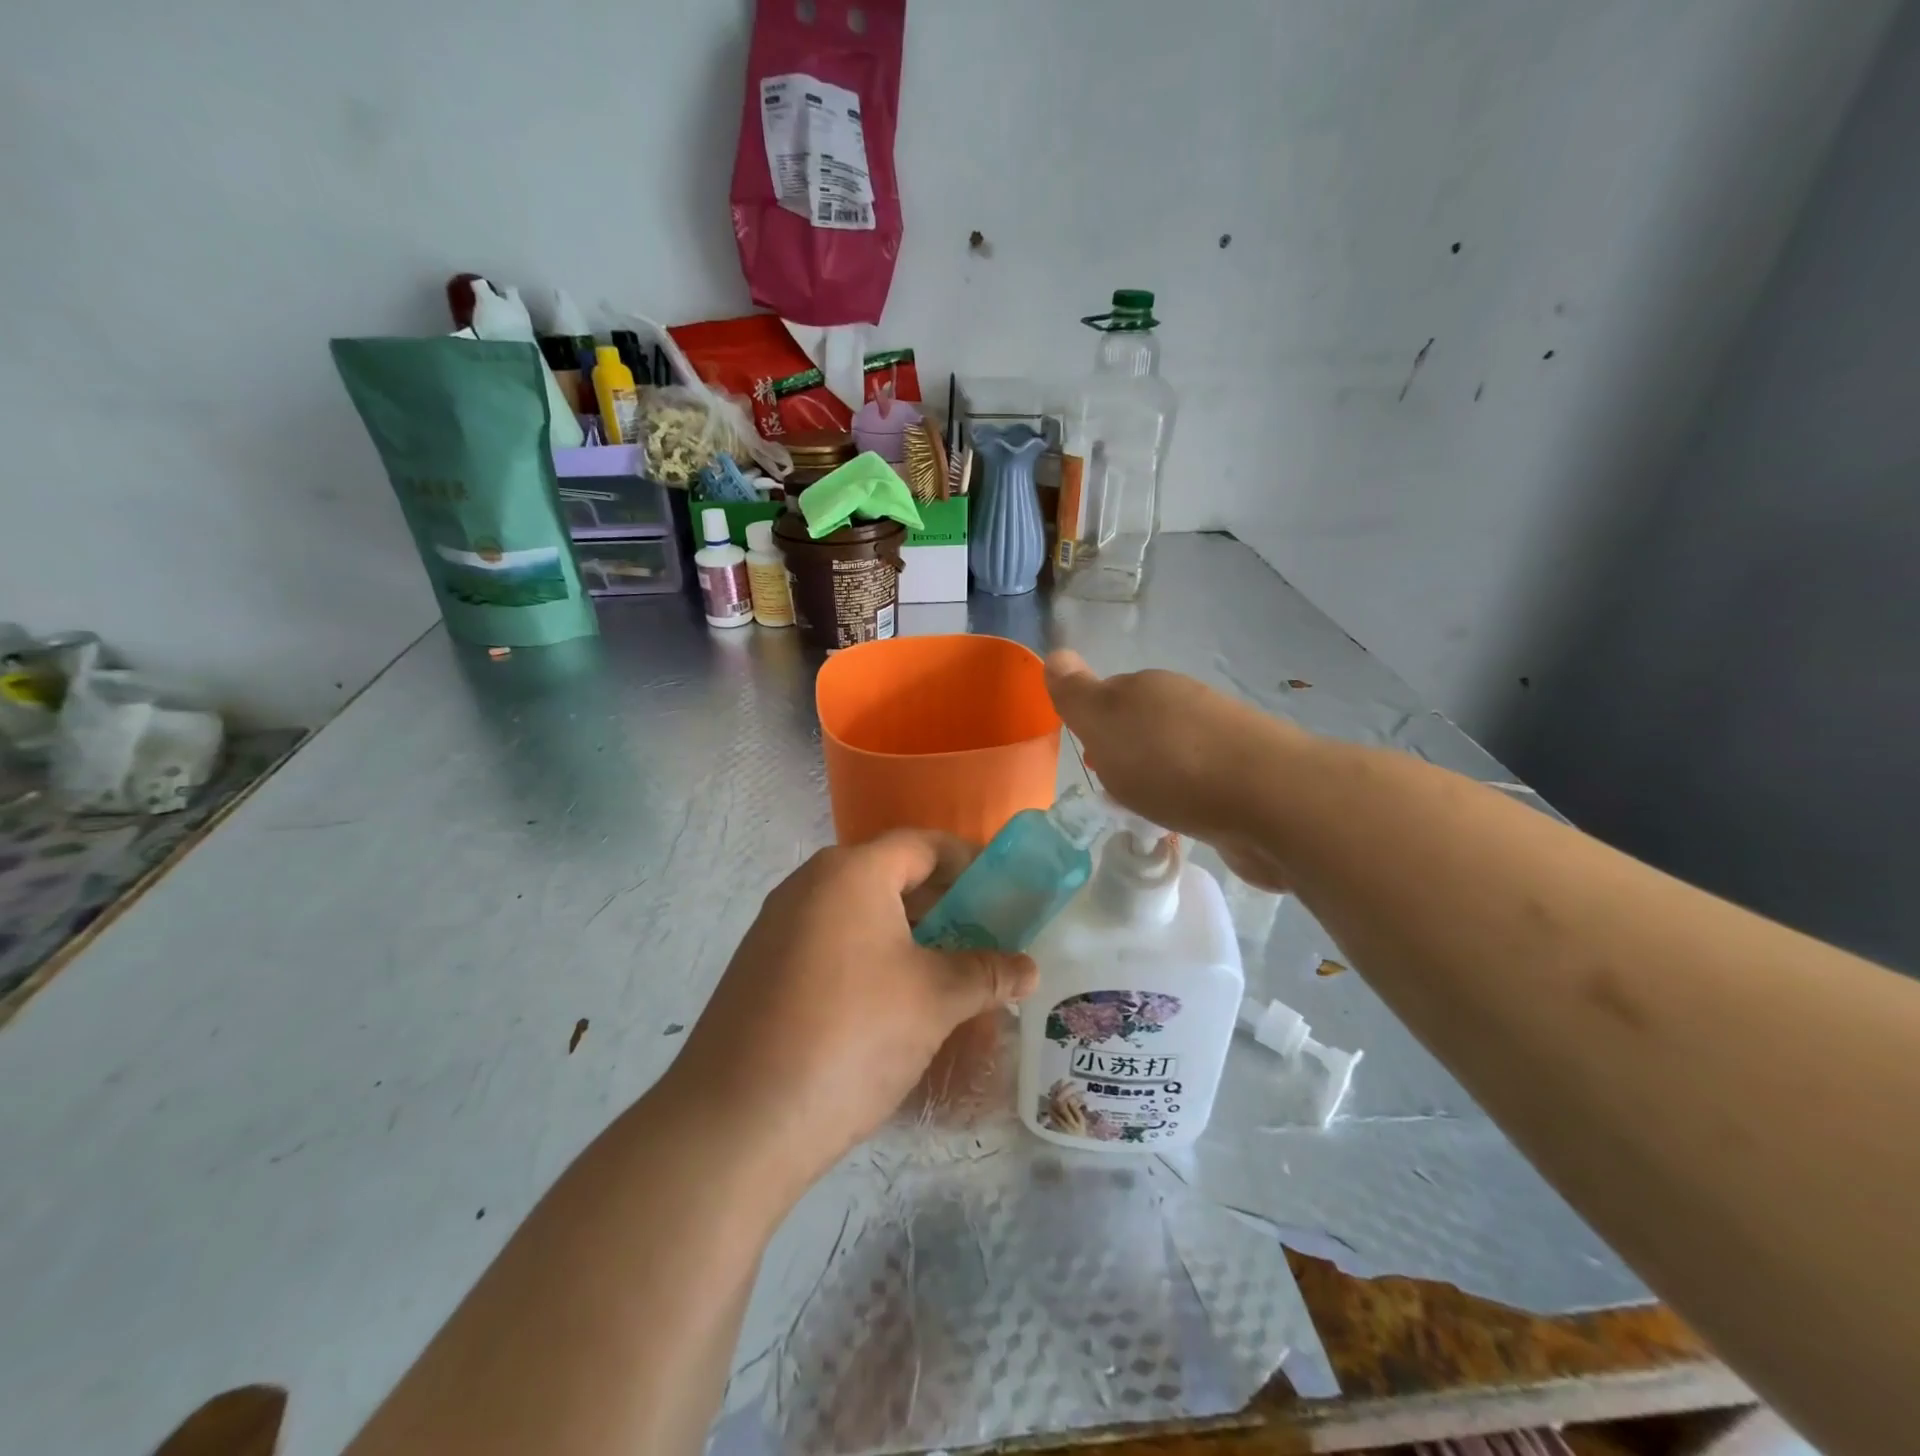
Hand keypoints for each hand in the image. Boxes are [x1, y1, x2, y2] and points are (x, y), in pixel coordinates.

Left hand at [663, 831, 1037, 1202]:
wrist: (736, 1122)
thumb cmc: (850, 1036)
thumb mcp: (933, 1000)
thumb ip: (987, 973)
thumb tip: (1028, 969)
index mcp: (851, 872)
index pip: (923, 845)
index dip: (970, 862)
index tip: (1004, 892)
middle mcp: (809, 885)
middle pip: (890, 877)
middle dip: (942, 906)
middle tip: (982, 940)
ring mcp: (778, 927)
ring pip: (860, 915)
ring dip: (907, 937)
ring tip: (946, 977)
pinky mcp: (761, 969)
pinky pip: (831, 945)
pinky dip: (870, 960)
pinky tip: (892, 1006)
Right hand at [1045, 649, 1298, 890]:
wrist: (1270, 801)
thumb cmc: (1171, 762)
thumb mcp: (1105, 723)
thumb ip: (1077, 694)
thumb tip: (1055, 653)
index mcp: (1149, 687)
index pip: (1109, 695)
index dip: (1093, 724)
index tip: (1089, 756)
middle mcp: (1187, 704)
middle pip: (1143, 724)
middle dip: (1126, 753)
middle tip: (1112, 789)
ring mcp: (1222, 740)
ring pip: (1174, 754)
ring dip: (1158, 777)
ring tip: (1146, 811)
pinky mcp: (1247, 780)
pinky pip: (1202, 785)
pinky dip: (1188, 800)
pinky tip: (1186, 821)